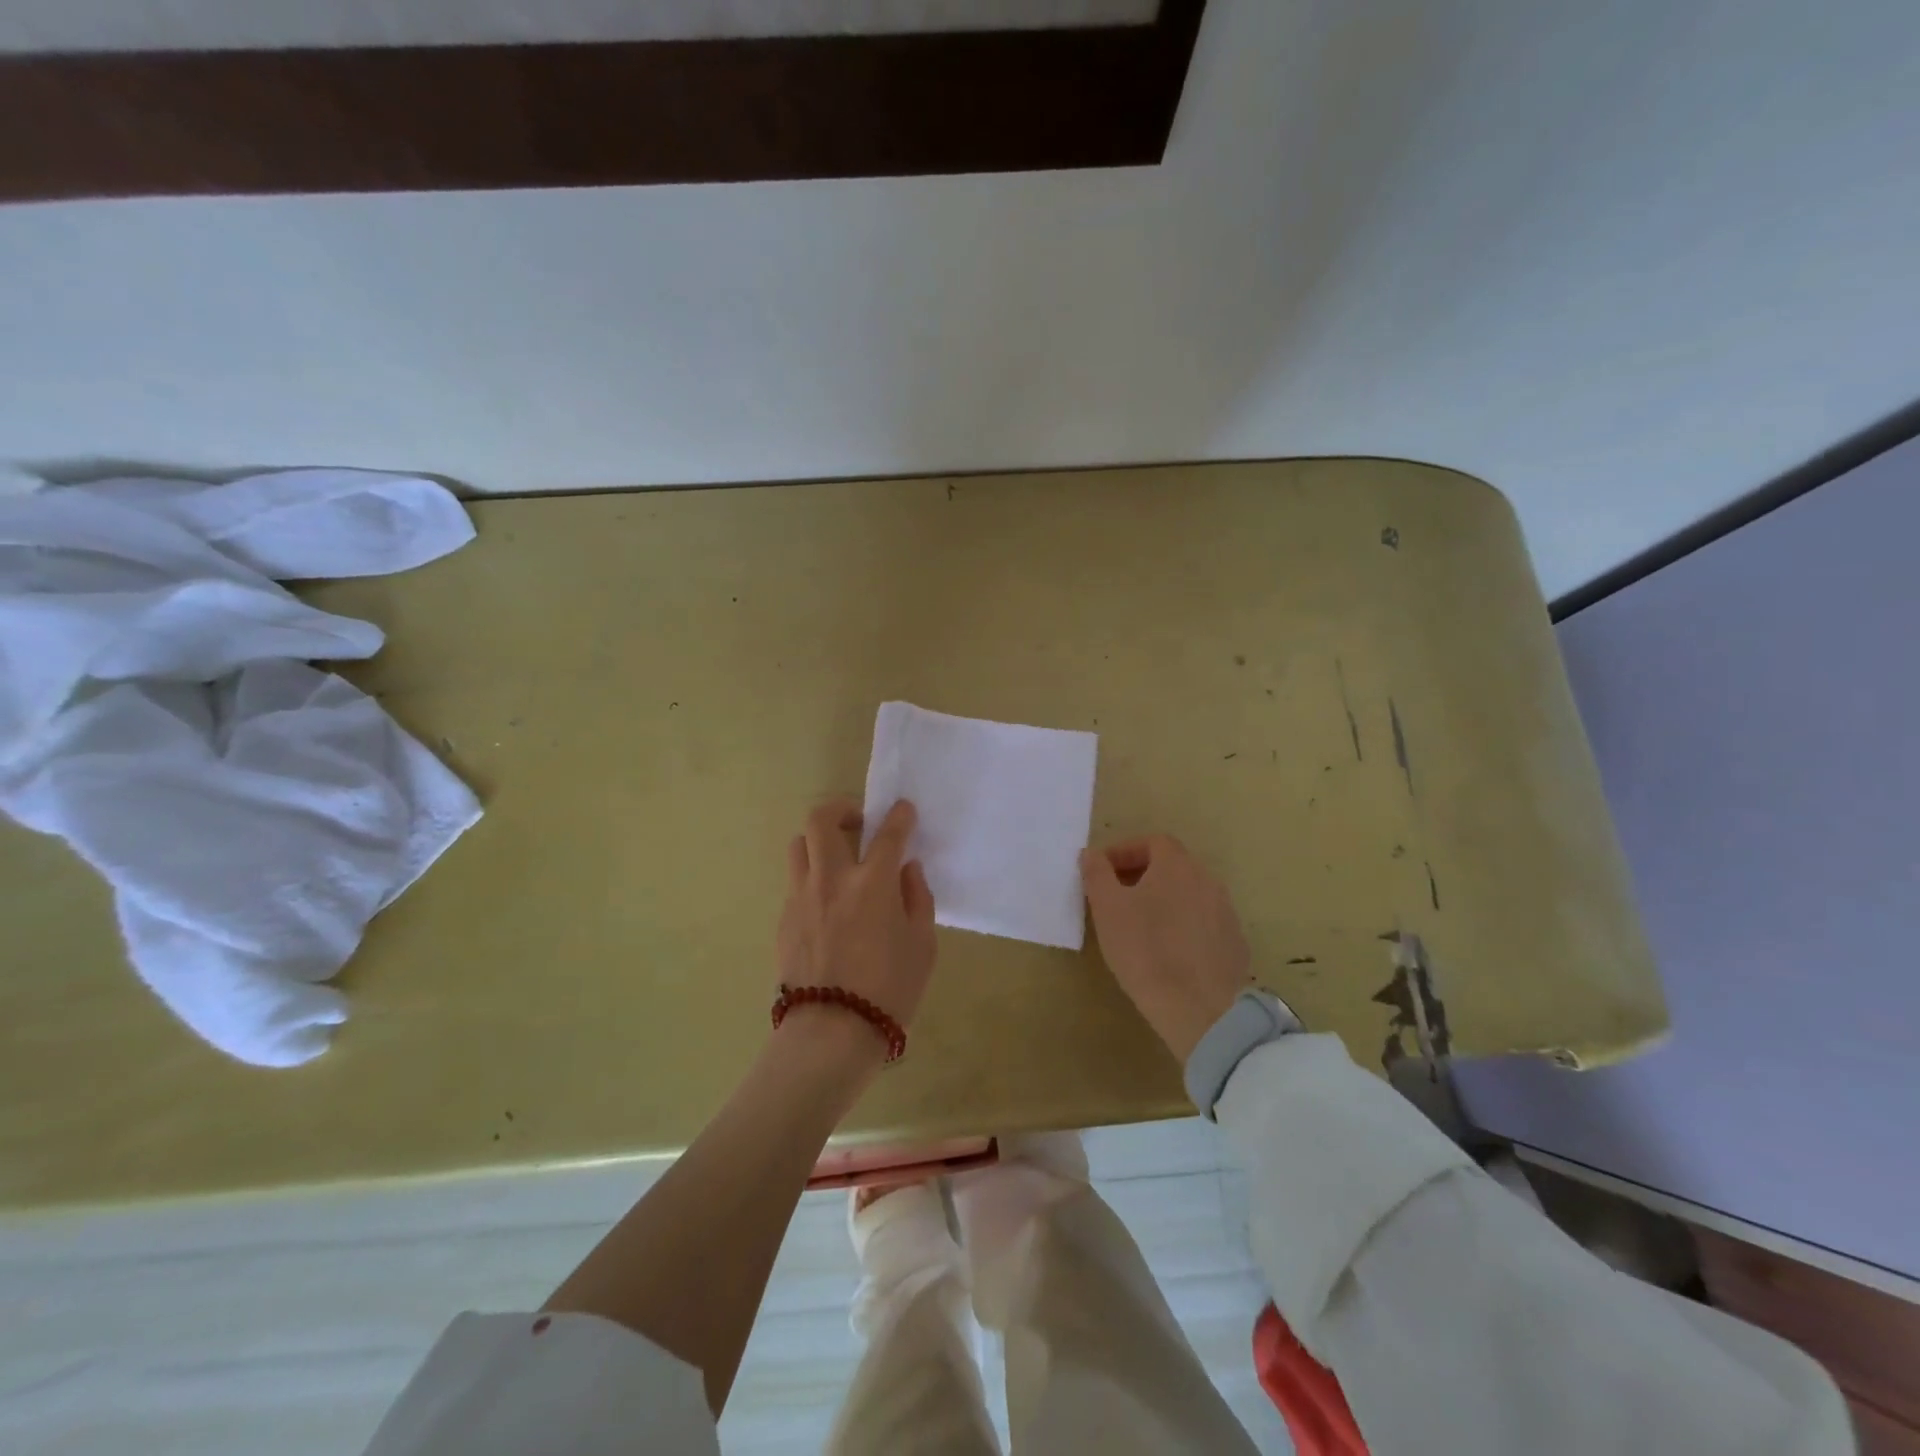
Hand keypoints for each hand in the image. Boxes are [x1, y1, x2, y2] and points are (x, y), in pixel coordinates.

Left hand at [777, 799, 936, 1045]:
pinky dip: (813, 879)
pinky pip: (795, 882)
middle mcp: (832, 879)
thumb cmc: (889, 991)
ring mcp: (801, 897)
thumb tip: (907, 870)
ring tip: (838, 859)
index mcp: (873, 883)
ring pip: (799, 845)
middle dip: (842, 808)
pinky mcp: (784, 919)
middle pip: (822, 819)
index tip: (904, 810)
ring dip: (820, 841)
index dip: (899, 816)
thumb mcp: (923, 946)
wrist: (831, 1033)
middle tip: (859, 824)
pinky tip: (828, 905)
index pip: (888, 833)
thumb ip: (917, 899)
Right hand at [1080, 834, 1251, 1062]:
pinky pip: (1203, 922)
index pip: (1153, 842)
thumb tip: (1092, 854)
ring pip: (1189, 894)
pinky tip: (1168, 951)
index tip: (1103, 872)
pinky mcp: (1234, 943)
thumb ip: (1097, 874)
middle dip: (1142, 875)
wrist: (1199, 1009)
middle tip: (1117, 897)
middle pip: (1172, 866)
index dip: (1125, 851)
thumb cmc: (1145, 950)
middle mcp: (1207, 880)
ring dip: (1164, 900)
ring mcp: (1226, 912)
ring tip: (1140, 926)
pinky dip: (1183, 925)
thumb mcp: (1107, 909)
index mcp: (1177, 866)